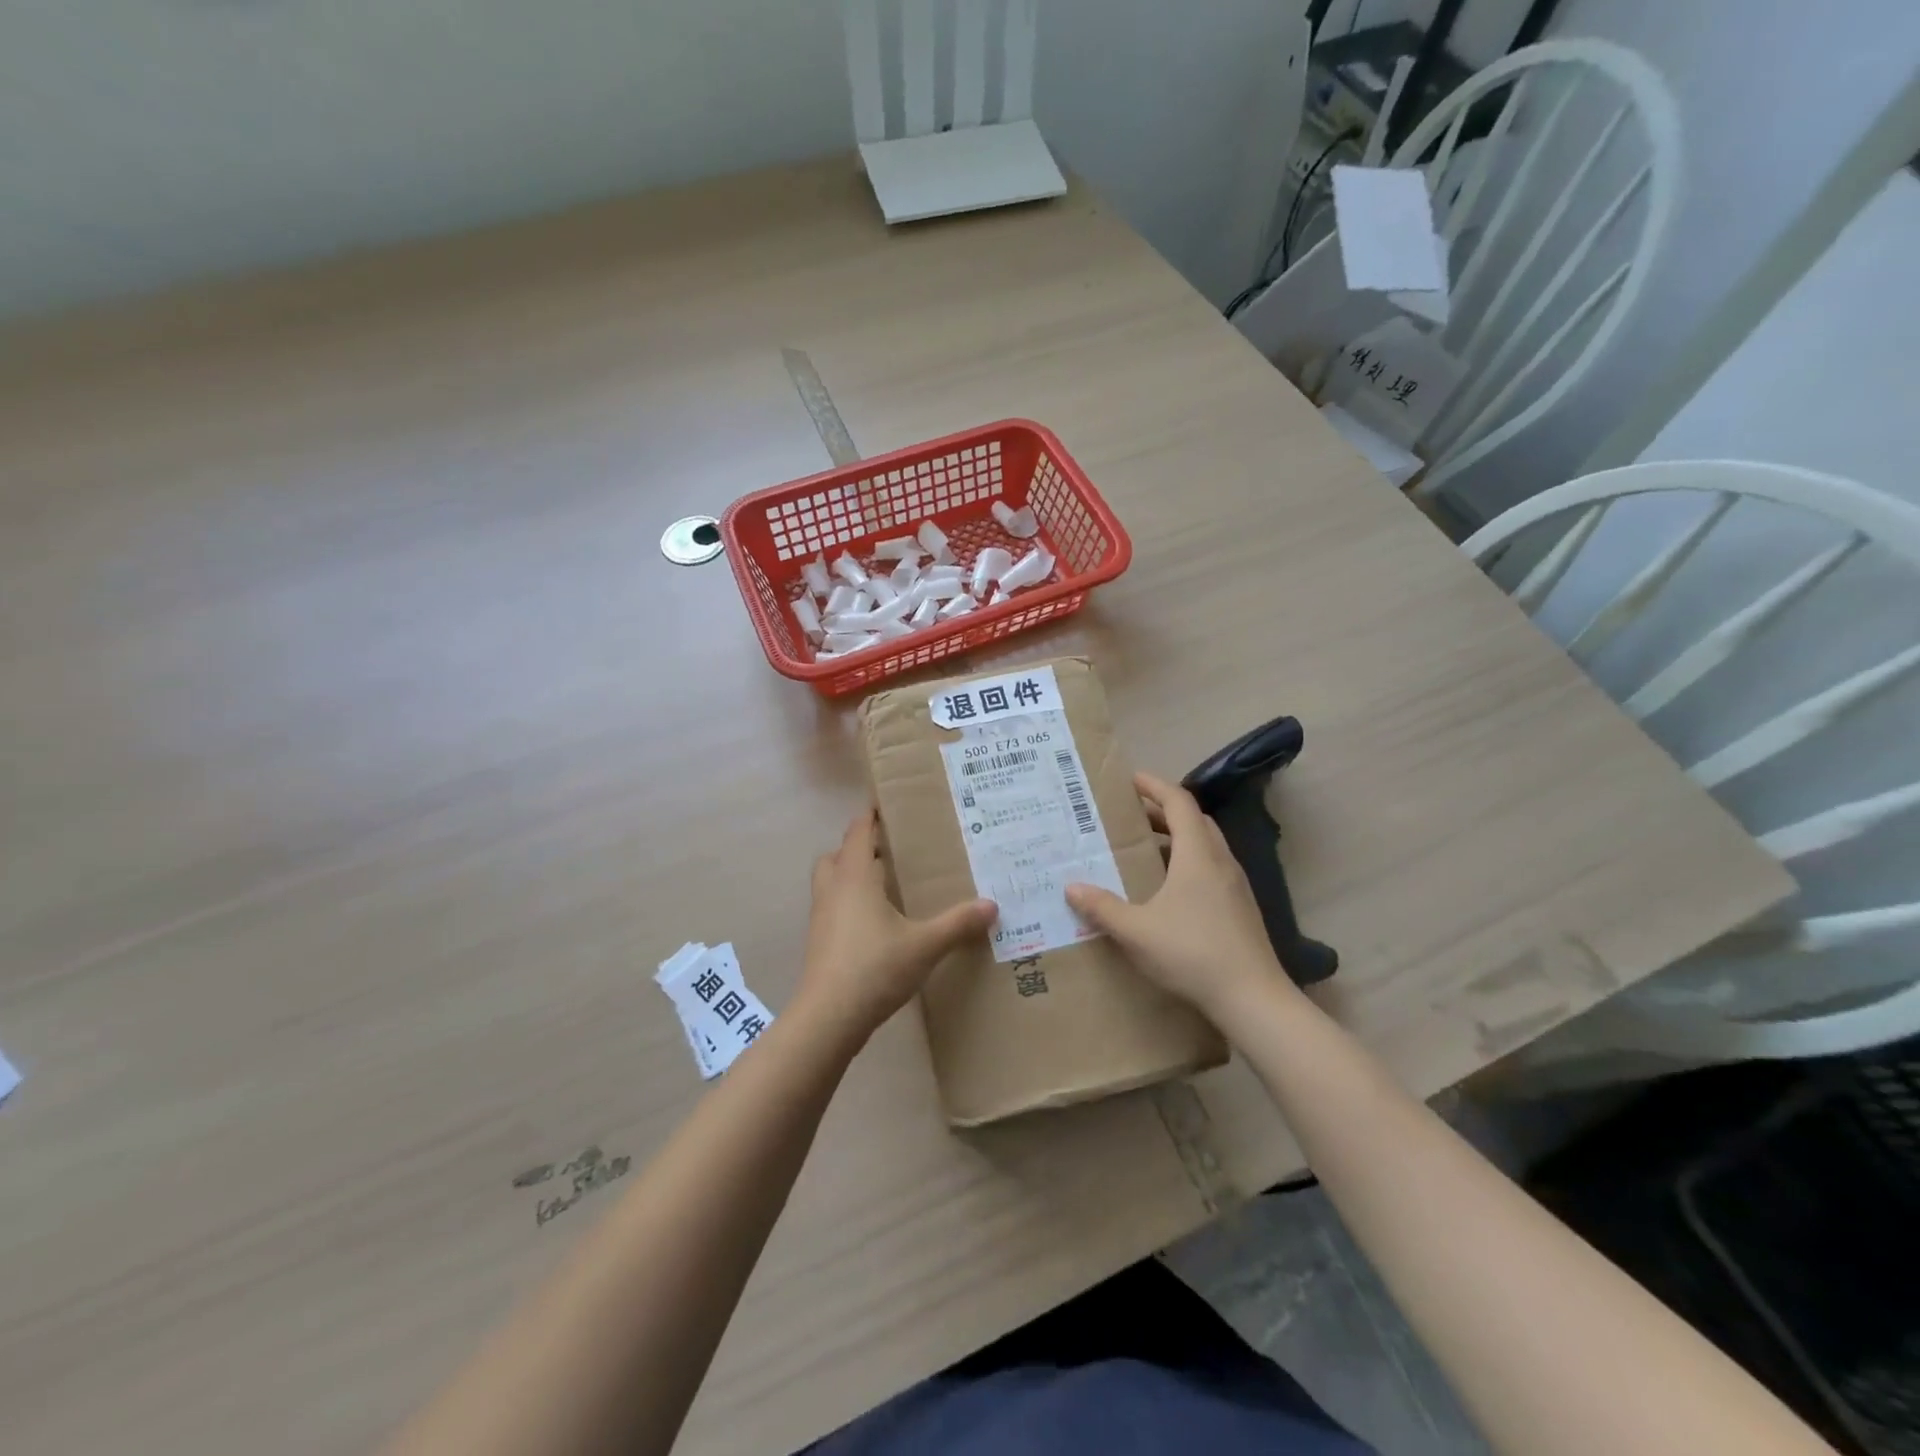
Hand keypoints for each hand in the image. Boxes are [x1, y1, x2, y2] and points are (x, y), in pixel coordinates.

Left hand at [797, 807, 997, 1039]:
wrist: (829, 1017)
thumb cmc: (875, 967)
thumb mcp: (925, 944)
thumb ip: (958, 923)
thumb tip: (992, 905)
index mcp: (854, 876)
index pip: (858, 832)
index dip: (870, 816)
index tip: (889, 806)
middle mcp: (832, 889)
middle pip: (838, 854)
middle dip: (859, 847)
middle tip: (891, 850)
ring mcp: (821, 916)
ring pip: (831, 881)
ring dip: (851, 875)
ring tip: (885, 884)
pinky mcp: (819, 941)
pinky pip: (832, 906)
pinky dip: (849, 902)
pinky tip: (875, 922)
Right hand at [1066, 773, 1292, 1017]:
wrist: (1253, 999)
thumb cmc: (1192, 954)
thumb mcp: (1136, 931)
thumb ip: (1101, 907)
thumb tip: (1071, 887)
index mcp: (1198, 855)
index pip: (1179, 802)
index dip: (1155, 786)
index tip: (1131, 780)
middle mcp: (1221, 861)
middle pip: (1194, 820)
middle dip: (1163, 811)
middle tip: (1131, 815)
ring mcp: (1235, 885)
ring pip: (1206, 845)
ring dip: (1177, 837)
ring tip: (1144, 848)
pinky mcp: (1240, 907)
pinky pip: (1211, 867)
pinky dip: (1188, 861)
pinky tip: (1168, 888)